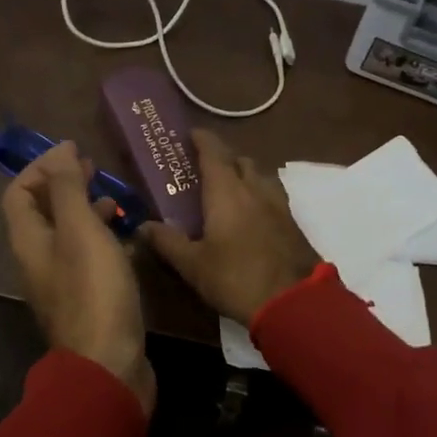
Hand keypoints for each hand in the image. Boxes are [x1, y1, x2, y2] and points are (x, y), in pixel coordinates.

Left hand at [1, 141, 154, 414]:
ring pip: (67, 234)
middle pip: (41, 212)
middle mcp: (38, 260)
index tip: (73, 152)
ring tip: (114, 199)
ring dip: (84, 210)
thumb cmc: (94, 291)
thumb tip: (60, 150)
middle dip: (64, 185)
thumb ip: (68, 189)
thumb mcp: (80, 230)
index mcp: (29, 241)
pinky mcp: (86, 299)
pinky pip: (87, 257)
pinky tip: (127, 237)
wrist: (109, 365)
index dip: (40, 168)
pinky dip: (101, 239)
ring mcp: (61, 282)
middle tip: (94, 169)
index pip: (18, 193)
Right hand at [142, 129, 319, 327]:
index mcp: (226, 192)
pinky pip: (273, 195)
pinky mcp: (293, 223)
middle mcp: (254, 189)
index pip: (214, 153)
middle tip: (205, 167)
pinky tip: (253, 213)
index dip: (202, 140)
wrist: (294, 302)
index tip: (191, 134)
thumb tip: (142, 226)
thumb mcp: (193, 265)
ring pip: (260, 176)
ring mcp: (278, 205)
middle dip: (223, 157)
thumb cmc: (236, 278)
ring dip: (245, 174)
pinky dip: (259, 194)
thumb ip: (168, 242)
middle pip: (240, 160)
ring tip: (231, 188)